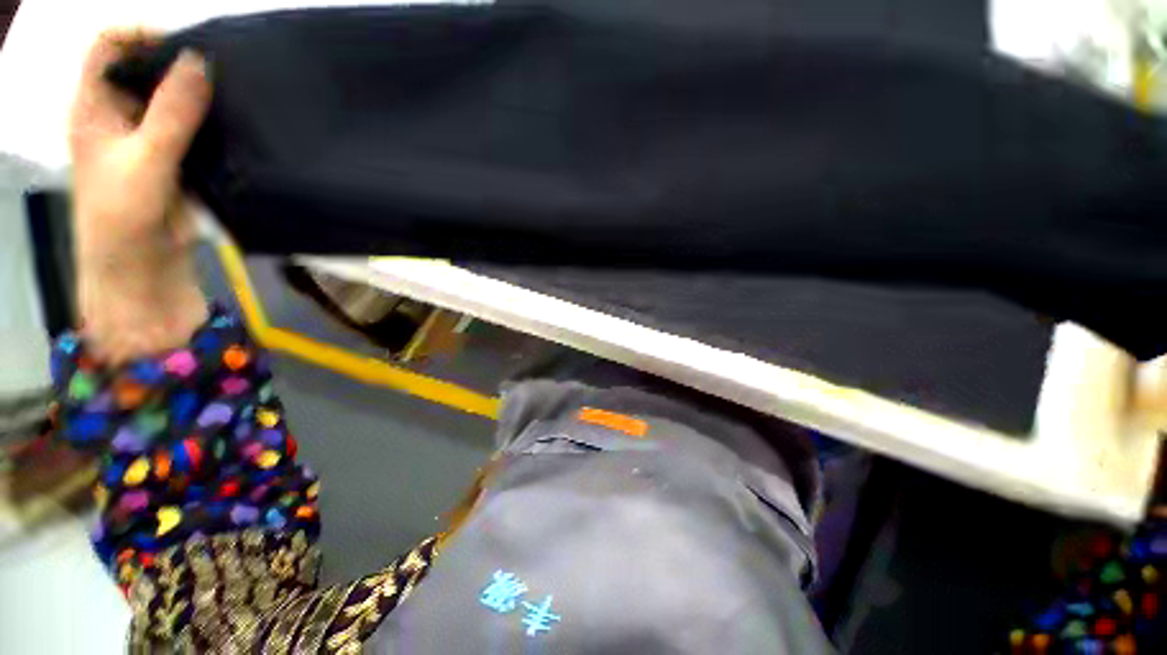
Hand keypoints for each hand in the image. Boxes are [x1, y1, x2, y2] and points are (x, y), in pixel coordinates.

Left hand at [69, 29, 212, 361]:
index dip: (140, 35)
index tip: (182, 46)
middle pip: (143, 66)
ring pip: (171, 96)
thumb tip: (199, 61)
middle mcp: (119, 112)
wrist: (141, 265)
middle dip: (177, 62)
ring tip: (230, 93)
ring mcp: (147, 134)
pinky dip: (210, 119)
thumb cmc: (123, 215)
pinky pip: (192, 125)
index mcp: (94, 105)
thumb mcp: (145, 159)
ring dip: (198, 93)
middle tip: (217, 70)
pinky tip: (232, 121)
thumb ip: (172, 113)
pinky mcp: (173, 155)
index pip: (109, 46)